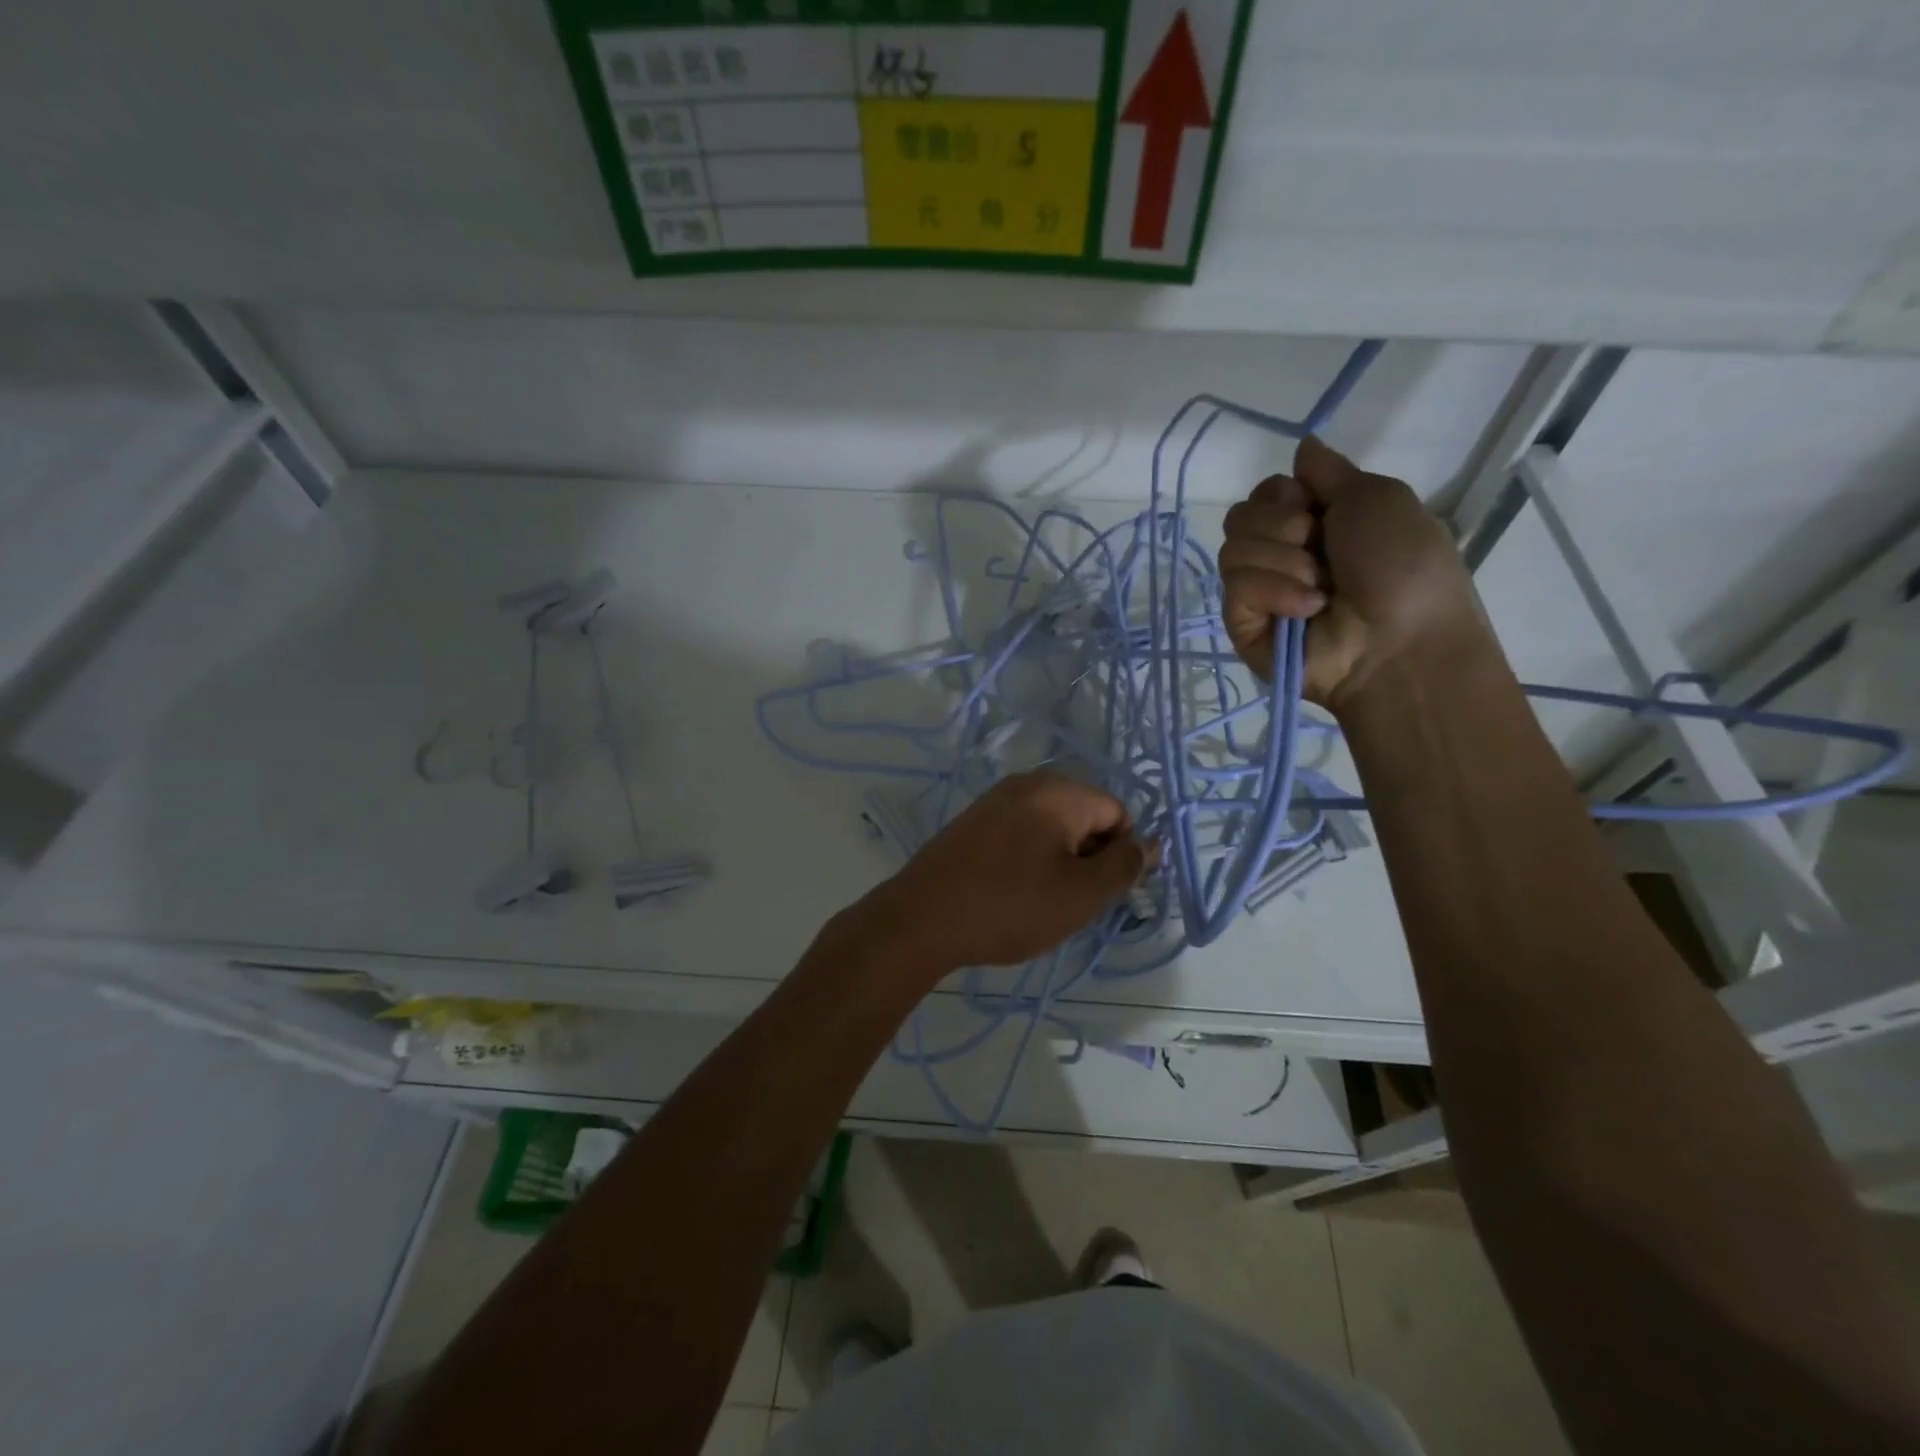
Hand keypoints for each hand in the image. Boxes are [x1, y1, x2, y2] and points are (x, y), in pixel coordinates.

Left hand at [865, 772, 1152, 971]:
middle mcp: (1026, 784)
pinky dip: (1029, 861)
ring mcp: (994, 801)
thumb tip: (1151, 843)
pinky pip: (1020, 834)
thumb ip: (1124, 866)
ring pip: (1051, 829)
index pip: (1117, 813)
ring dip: (1060, 863)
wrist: (921, 919)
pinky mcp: (972, 822)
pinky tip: (1013, 895)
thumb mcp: (1081, 893)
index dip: (1122, 854)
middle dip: (1090, 858)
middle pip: (1084, 816)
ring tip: (1042, 903)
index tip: (1106, 895)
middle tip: (1074, 902)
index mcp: (1058, 791)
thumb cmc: (1010, 906)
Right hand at [1219, 436, 1481, 713]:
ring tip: (1322, 589)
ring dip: (1285, 562)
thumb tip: (1302, 445)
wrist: (1401, 639)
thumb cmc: (1403, 565)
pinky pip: (1236, 587)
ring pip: (1233, 549)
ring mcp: (1259, 593)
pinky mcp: (1243, 626)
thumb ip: (1330, 471)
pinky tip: (1308, 610)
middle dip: (1283, 526)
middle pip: (1241, 516)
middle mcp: (1282, 555)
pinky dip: (1275, 592)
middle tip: (1321, 550)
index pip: (1264, 492)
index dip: (1284, 494)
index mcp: (1313, 524)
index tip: (1314, 508)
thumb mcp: (1378, 497)